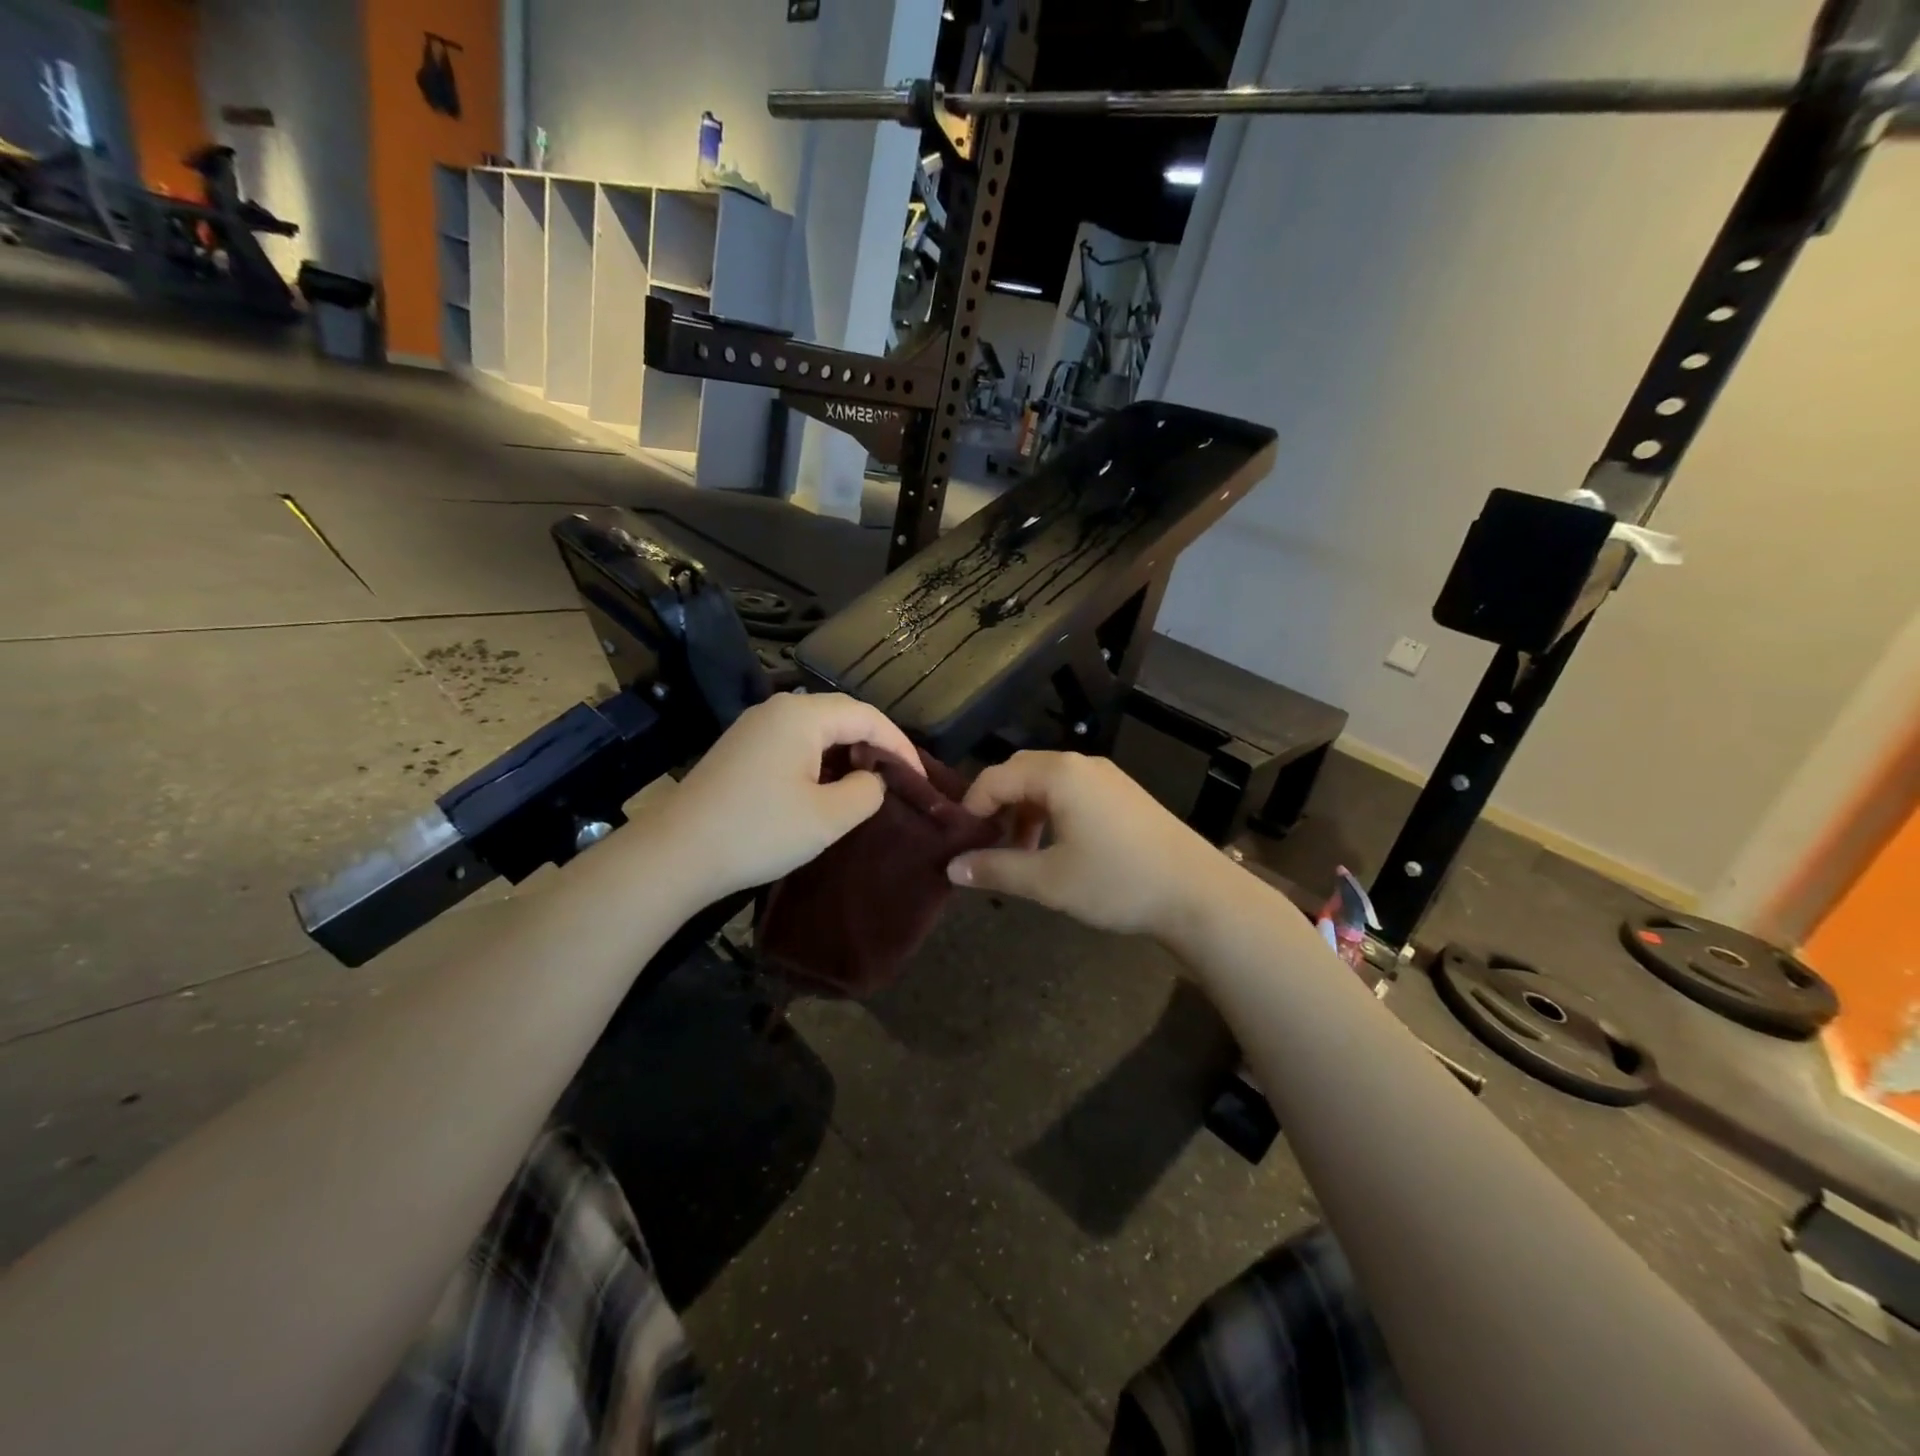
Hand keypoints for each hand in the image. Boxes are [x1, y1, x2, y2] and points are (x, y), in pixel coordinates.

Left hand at [652, 693, 922, 898]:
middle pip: (842, 715)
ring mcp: (754, 727)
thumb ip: (866, 791)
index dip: (900, 745)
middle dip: (875, 743)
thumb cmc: (758, 832)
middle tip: (899, 778)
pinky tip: (827, 787)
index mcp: (802, 715)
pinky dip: (820, 758)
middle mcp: (778, 709)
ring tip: (869, 783)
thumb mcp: (828, 817)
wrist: (675, 854)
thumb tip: (871, 778)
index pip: (867, 716)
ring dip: (847, 751)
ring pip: (817, 728)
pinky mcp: (740, 748)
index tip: (920, 779)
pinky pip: (794, 742)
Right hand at [947, 751, 1227, 939]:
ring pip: (1047, 783)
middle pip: (1021, 773)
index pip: (995, 777)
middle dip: (997, 806)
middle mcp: (1081, 764)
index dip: (971, 807)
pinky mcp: (1124, 794)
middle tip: (985, 844)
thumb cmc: (1117, 882)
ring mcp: (1107, 777)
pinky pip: (1072, 792)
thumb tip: (951, 869)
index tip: (959, 841)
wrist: (1198, 894)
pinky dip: (1051, 814)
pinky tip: (1055, 850)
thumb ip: (996, 869)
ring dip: (1024, 812)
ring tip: (1020, 854)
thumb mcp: (1048, 881)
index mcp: (1059, 774)